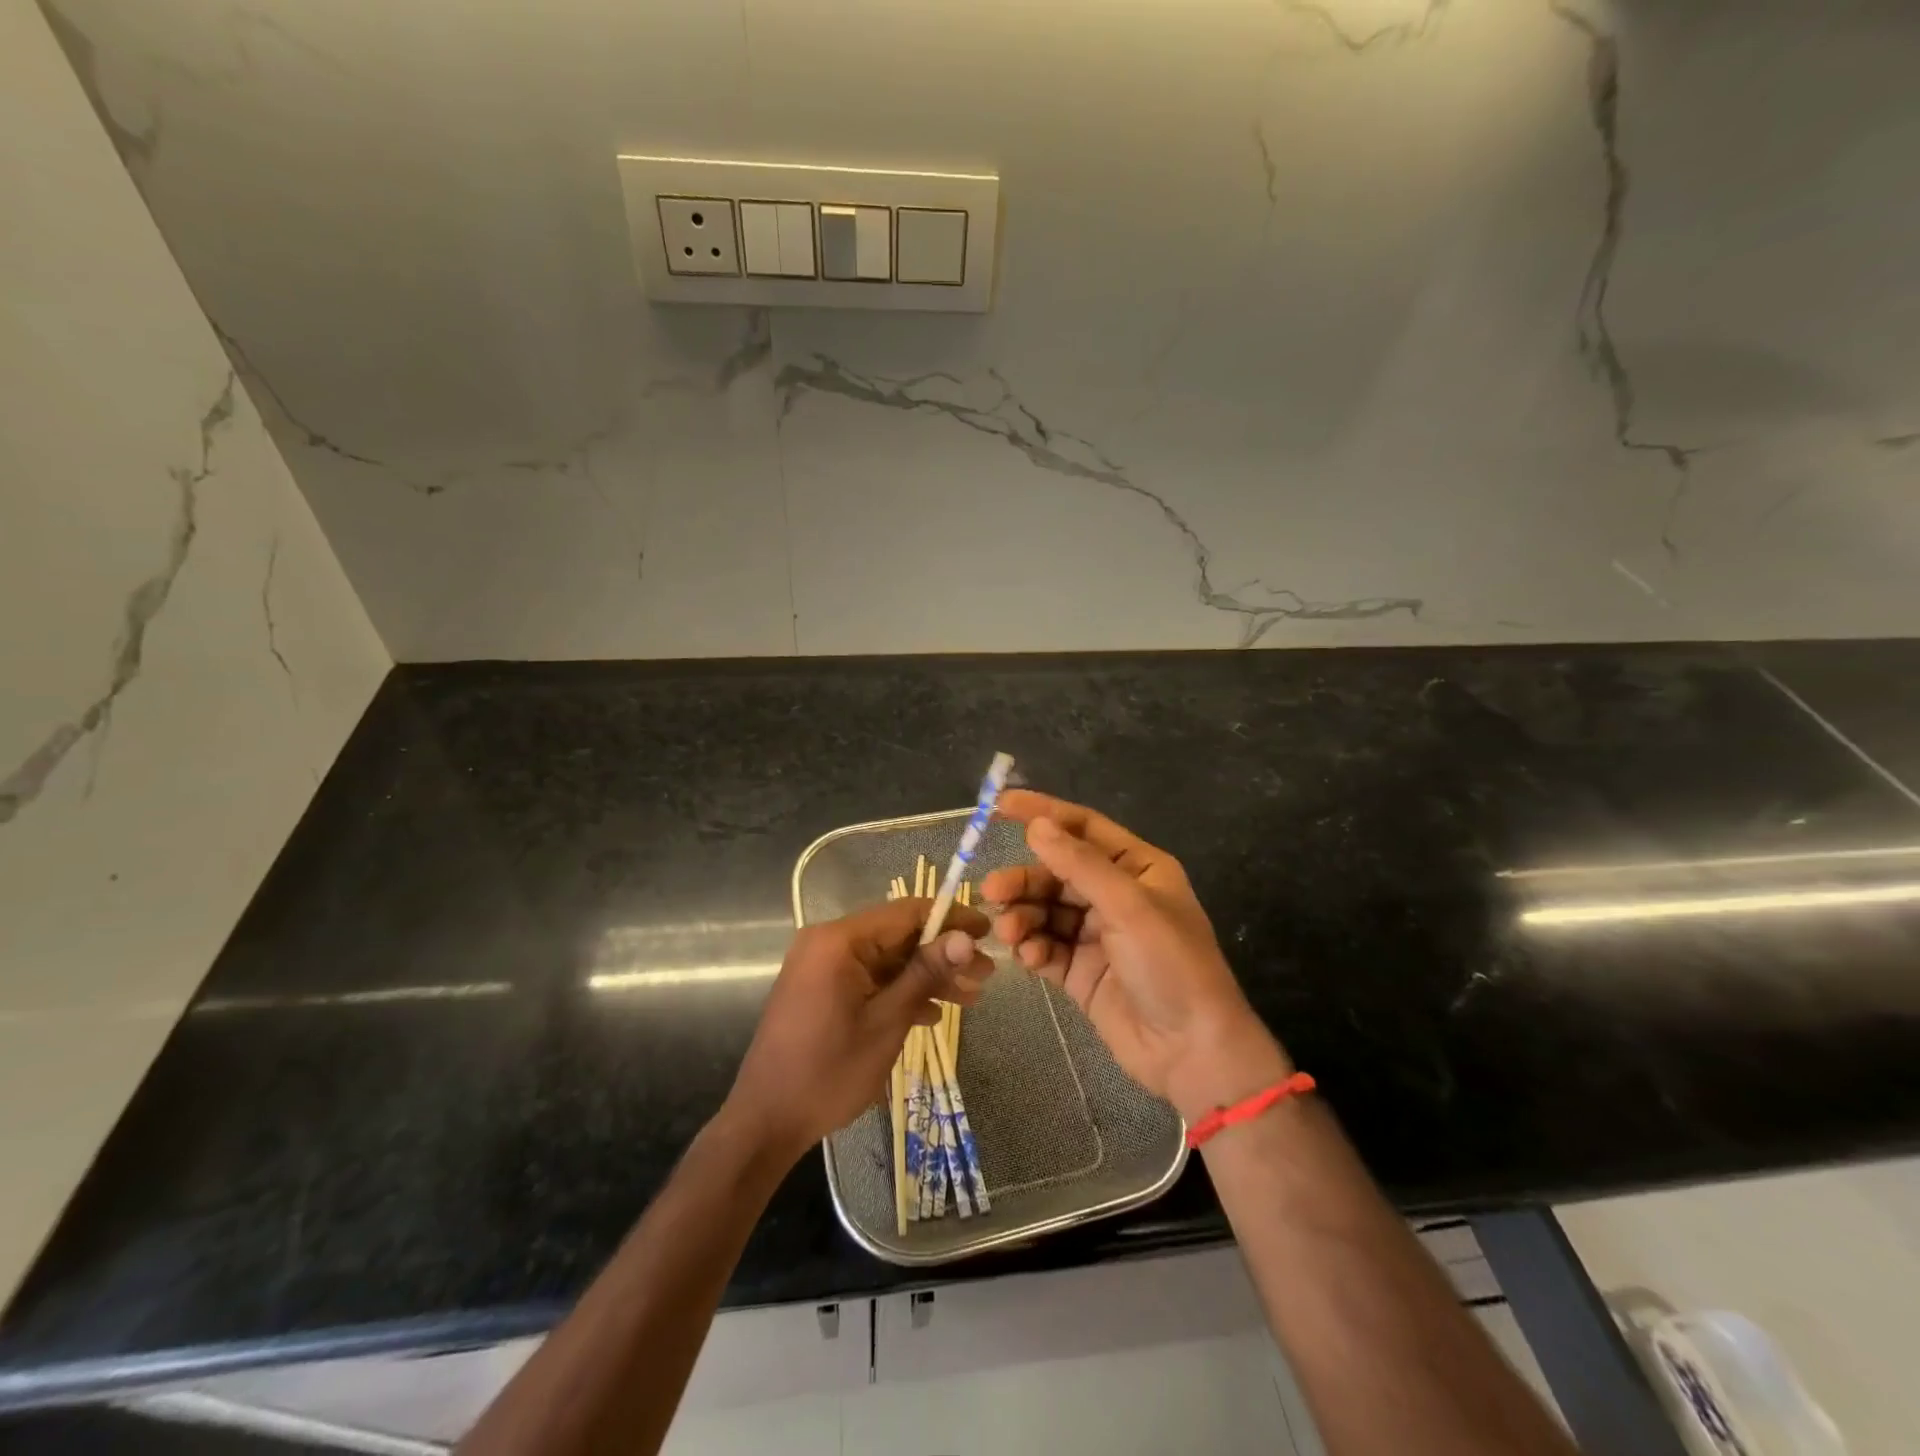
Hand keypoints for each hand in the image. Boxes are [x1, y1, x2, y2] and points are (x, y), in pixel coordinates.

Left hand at [724, 898, 992, 1163]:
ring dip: (926, 976)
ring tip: (971, 996)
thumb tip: (964, 938)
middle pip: (898, 936)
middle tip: (986, 974)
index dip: (951, 918)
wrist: (766, 1121)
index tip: (987, 932)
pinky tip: (932, 1013)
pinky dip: (899, 991)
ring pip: (887, 959)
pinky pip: (868, 978)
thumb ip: (926, 974)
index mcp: (840, 940)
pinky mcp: (821, 989)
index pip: (907, 912)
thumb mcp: (887, 1021)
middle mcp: (828, 942)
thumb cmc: (829, 1071)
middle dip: (943, 954)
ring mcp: (822, 966)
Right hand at [981, 791, 1289, 1121]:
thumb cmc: (1171, 965)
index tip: (999, 806)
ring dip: (1023, 916)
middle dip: (1025, 880)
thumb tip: (1037, 824)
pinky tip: (1029, 958)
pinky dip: (1033, 948)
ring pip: (1045, 910)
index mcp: (1137, 868)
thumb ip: (1080, 864)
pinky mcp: (1080, 970)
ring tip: (1008, 932)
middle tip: (992, 891)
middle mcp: (1115, 895)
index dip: (1043, 813)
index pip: (1083, 827)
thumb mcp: (1129, 906)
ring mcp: (1096, 934)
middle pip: (1056, 872)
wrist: (1191, 1052)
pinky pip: (1046, 946)